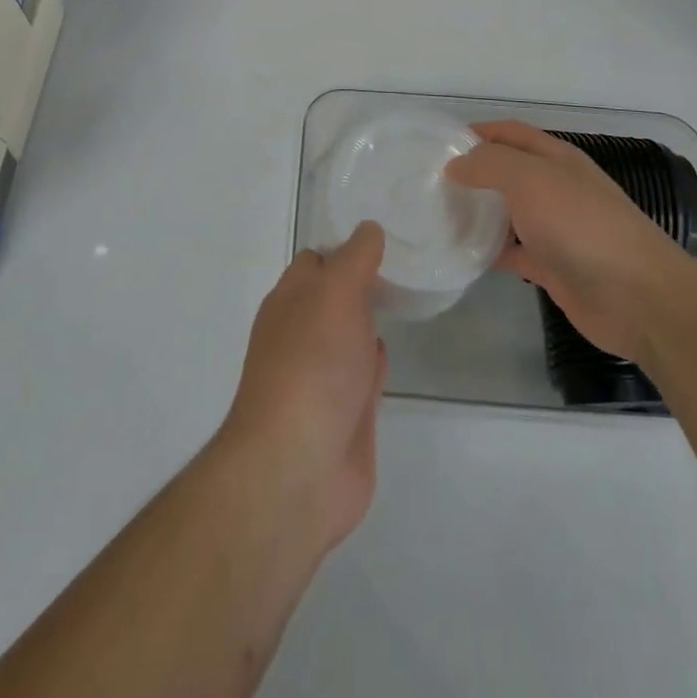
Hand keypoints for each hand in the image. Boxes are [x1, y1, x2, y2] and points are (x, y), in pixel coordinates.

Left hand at [216, 222, 388, 554]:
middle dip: (361, 281)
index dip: (346, 246)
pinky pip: (362, 375)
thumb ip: (354, 259)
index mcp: (289, 301)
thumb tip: (368, 228)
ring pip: (348, 335)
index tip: (386, 233)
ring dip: (368, 319)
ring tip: (405, 295)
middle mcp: (302, 334)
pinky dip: (374, 359)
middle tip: (406, 260)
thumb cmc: (311, 366)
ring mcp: (323, 377)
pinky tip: (391, 348)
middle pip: (333, 297)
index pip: (317, 261)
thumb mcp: (334, 294)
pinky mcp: (346, 415)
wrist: (298, 469)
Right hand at [445, 120, 696, 362]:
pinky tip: (460, 253)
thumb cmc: (581, 224)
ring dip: (476, 212)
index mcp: (555, 158)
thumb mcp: (530, 179)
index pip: (510, 133)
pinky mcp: (551, 265)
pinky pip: (511, 251)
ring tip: (436, 215)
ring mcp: (554, 228)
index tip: (439, 144)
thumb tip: (456, 165)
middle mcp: (555, 188)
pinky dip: (487, 251)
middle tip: (429, 181)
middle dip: (472, 173)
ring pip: (506, 212)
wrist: (636, 296)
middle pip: (507, 172)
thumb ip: (489, 164)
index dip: (478, 132)